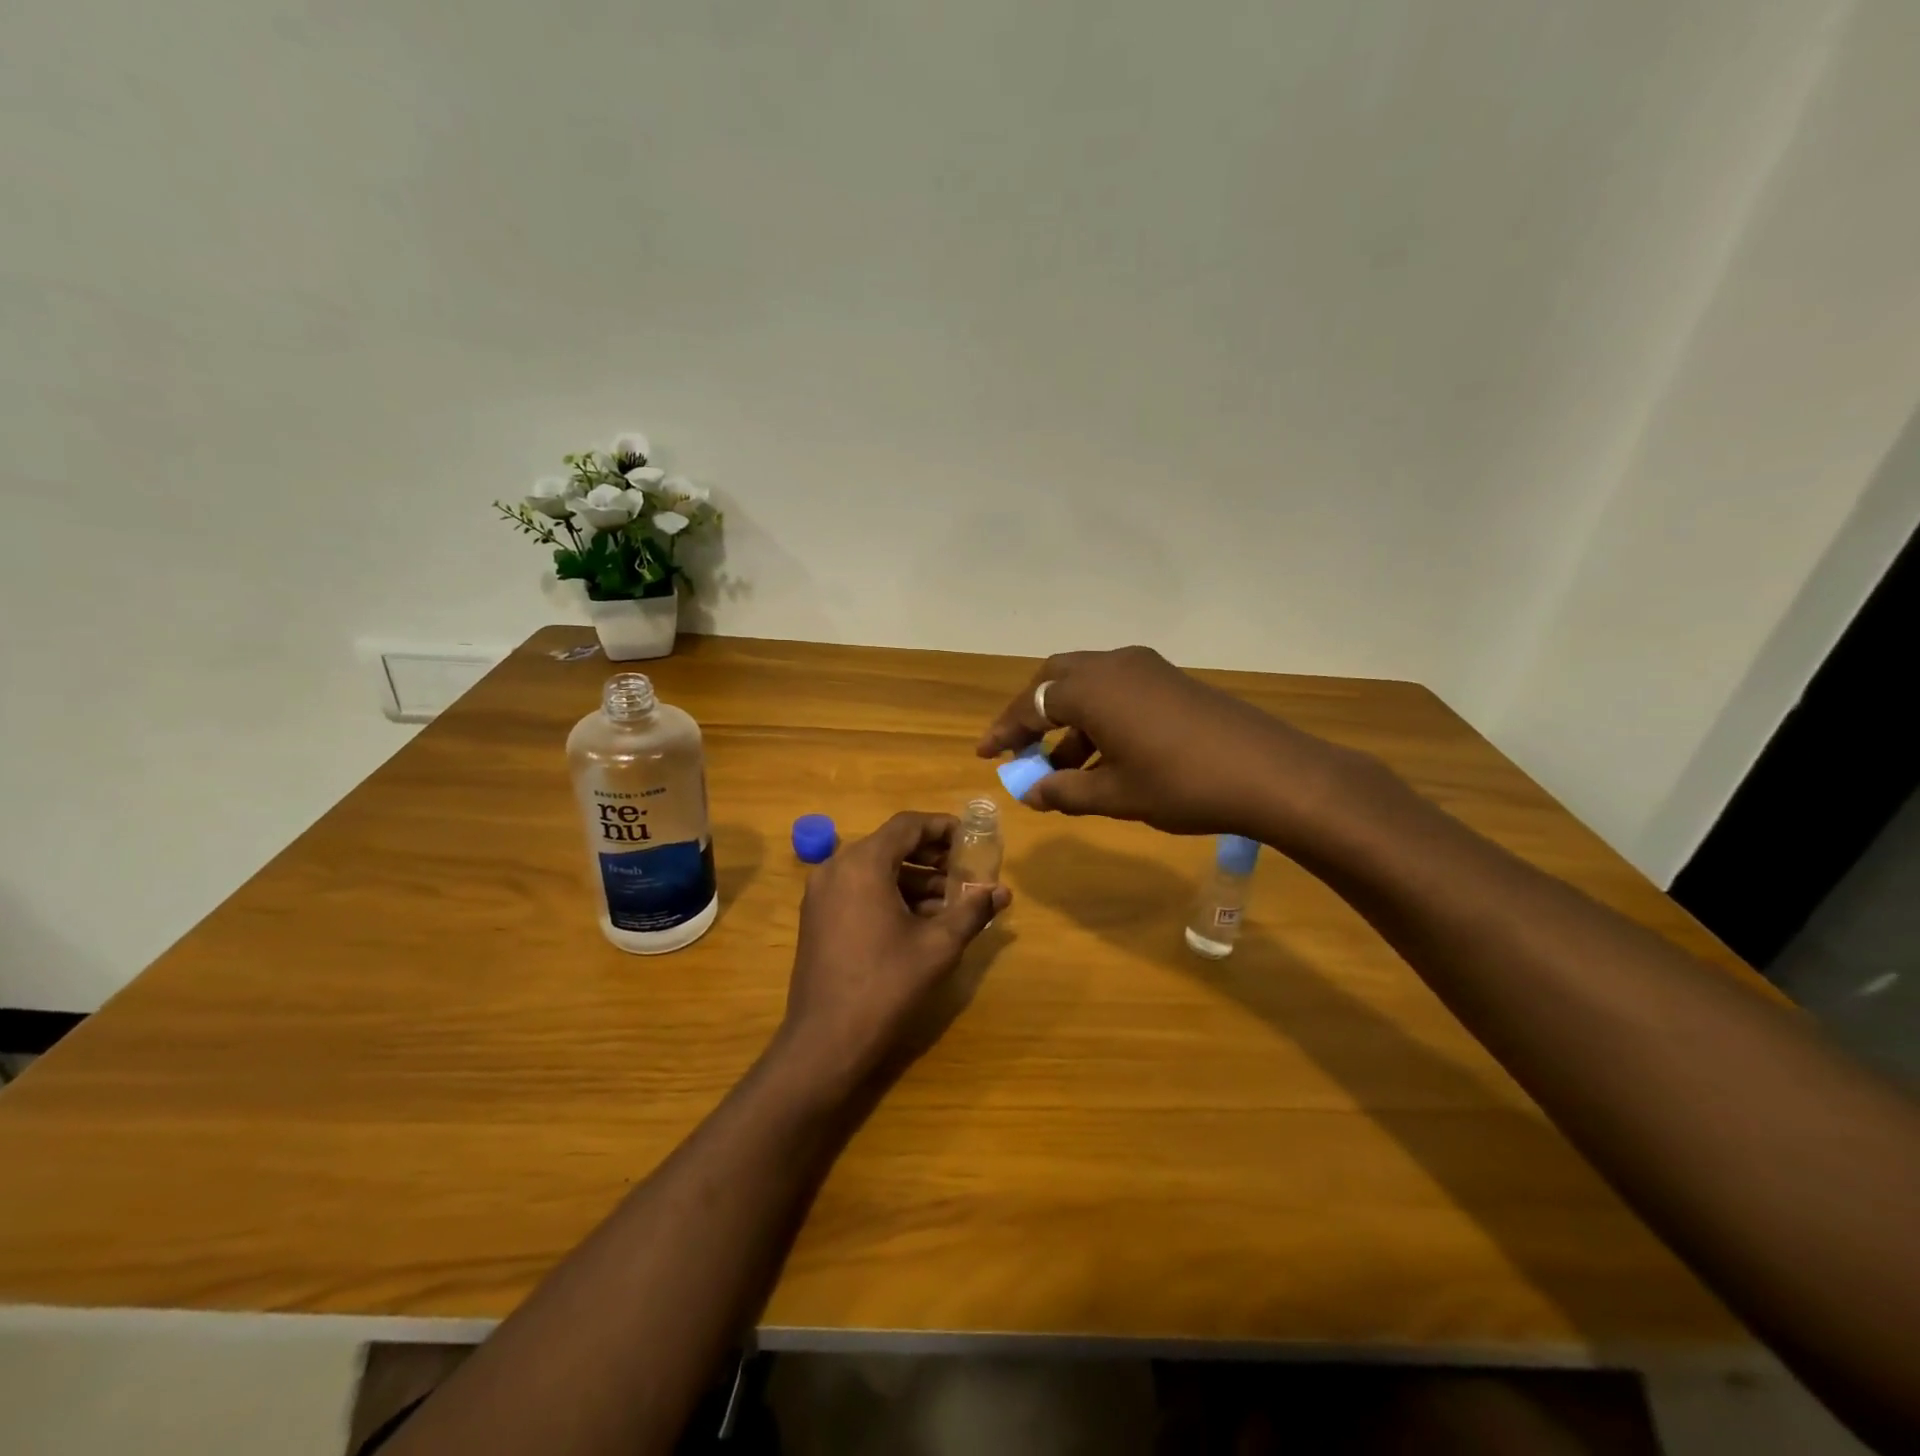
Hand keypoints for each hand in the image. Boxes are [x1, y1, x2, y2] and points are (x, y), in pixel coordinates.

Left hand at [777, 811, 1010, 1091]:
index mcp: (863, 864)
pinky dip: (890, 893)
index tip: (972, 840)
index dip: (943, 827)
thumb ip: (972, 910)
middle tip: (966, 870)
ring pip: (875, 869)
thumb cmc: (886, 985)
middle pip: (891, 844)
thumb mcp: (938, 946)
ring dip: (914, 877)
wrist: (826, 1041)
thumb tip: (1002, 892)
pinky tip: (920, 919)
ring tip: (952, 900)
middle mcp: (836, 868)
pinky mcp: (817, 917)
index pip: (908, 825)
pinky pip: (859, 889)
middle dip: (932, 855)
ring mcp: (821, 893)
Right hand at [975, 645, 1367, 845]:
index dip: (1005, 731)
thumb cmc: (1181, 784)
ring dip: (1067, 721)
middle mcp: (1113, 665)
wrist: (1270, 773)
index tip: (986, 755)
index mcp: (1092, 688)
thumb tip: (1031, 794)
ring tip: (1060, 769)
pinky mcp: (1170, 680)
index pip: (1032, 703)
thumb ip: (1065, 791)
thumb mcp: (1115, 795)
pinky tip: (1101, 759)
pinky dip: (1098, 719)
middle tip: (1019, 749)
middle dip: (1033, 714)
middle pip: (1056, 681)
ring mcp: (1146, 669)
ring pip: (1088, 686)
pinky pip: (1117, 692)